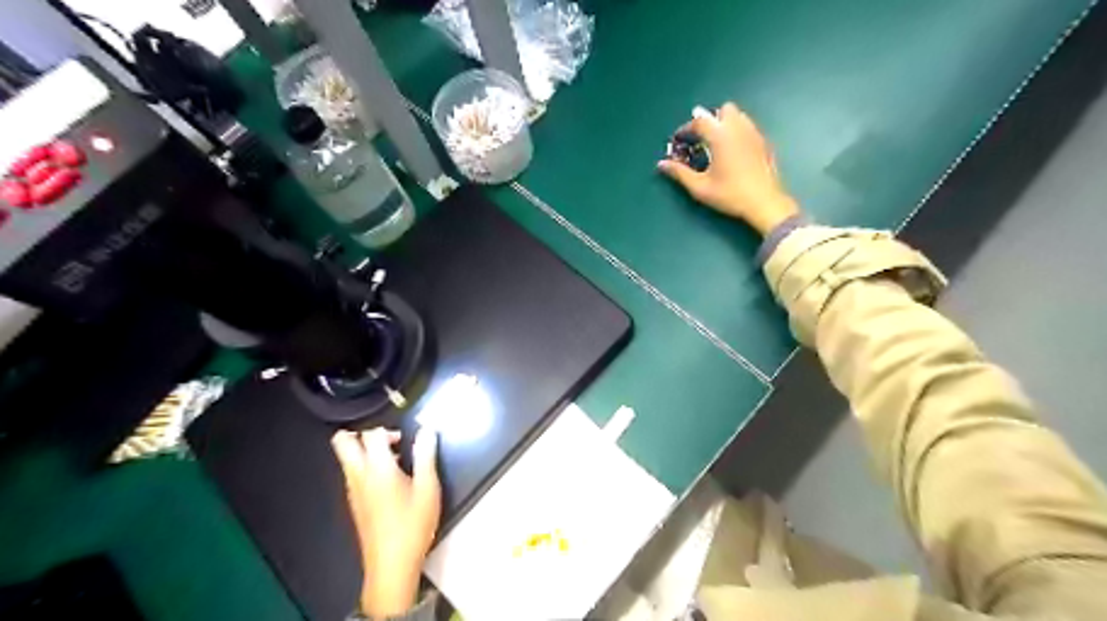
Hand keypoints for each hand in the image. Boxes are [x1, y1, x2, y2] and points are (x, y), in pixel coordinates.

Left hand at [330, 427, 443, 615]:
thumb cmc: (412, 524)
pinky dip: (367, 467)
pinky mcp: (354, 503)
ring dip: (365, 451)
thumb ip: (426, 455)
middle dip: (360, 434)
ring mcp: (352, 490)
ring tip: (395, 462)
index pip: (371, 434)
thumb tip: (427, 430)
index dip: (387, 430)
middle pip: (342, 442)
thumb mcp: (428, 487)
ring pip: (346, 458)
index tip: (404, 440)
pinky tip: (391, 482)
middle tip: (387, 441)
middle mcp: (358, 476)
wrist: (391, 565)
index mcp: (377, 468)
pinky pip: (353, 474)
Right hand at [656, 102, 806, 235]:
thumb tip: (661, 164)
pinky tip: (733, 153)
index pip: (700, 121)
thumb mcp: (700, 188)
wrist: (765, 203)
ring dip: (725, 124)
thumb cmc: (730, 195)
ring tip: (717, 145)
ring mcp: (754, 134)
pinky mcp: (764, 143)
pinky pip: (748, 128)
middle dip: (710, 120)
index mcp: (721, 137)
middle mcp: (739, 129)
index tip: (678, 141)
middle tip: (701, 140)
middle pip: (723, 110)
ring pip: (738, 116)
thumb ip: (680, 173)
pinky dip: (737, 132)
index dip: (685, 129)